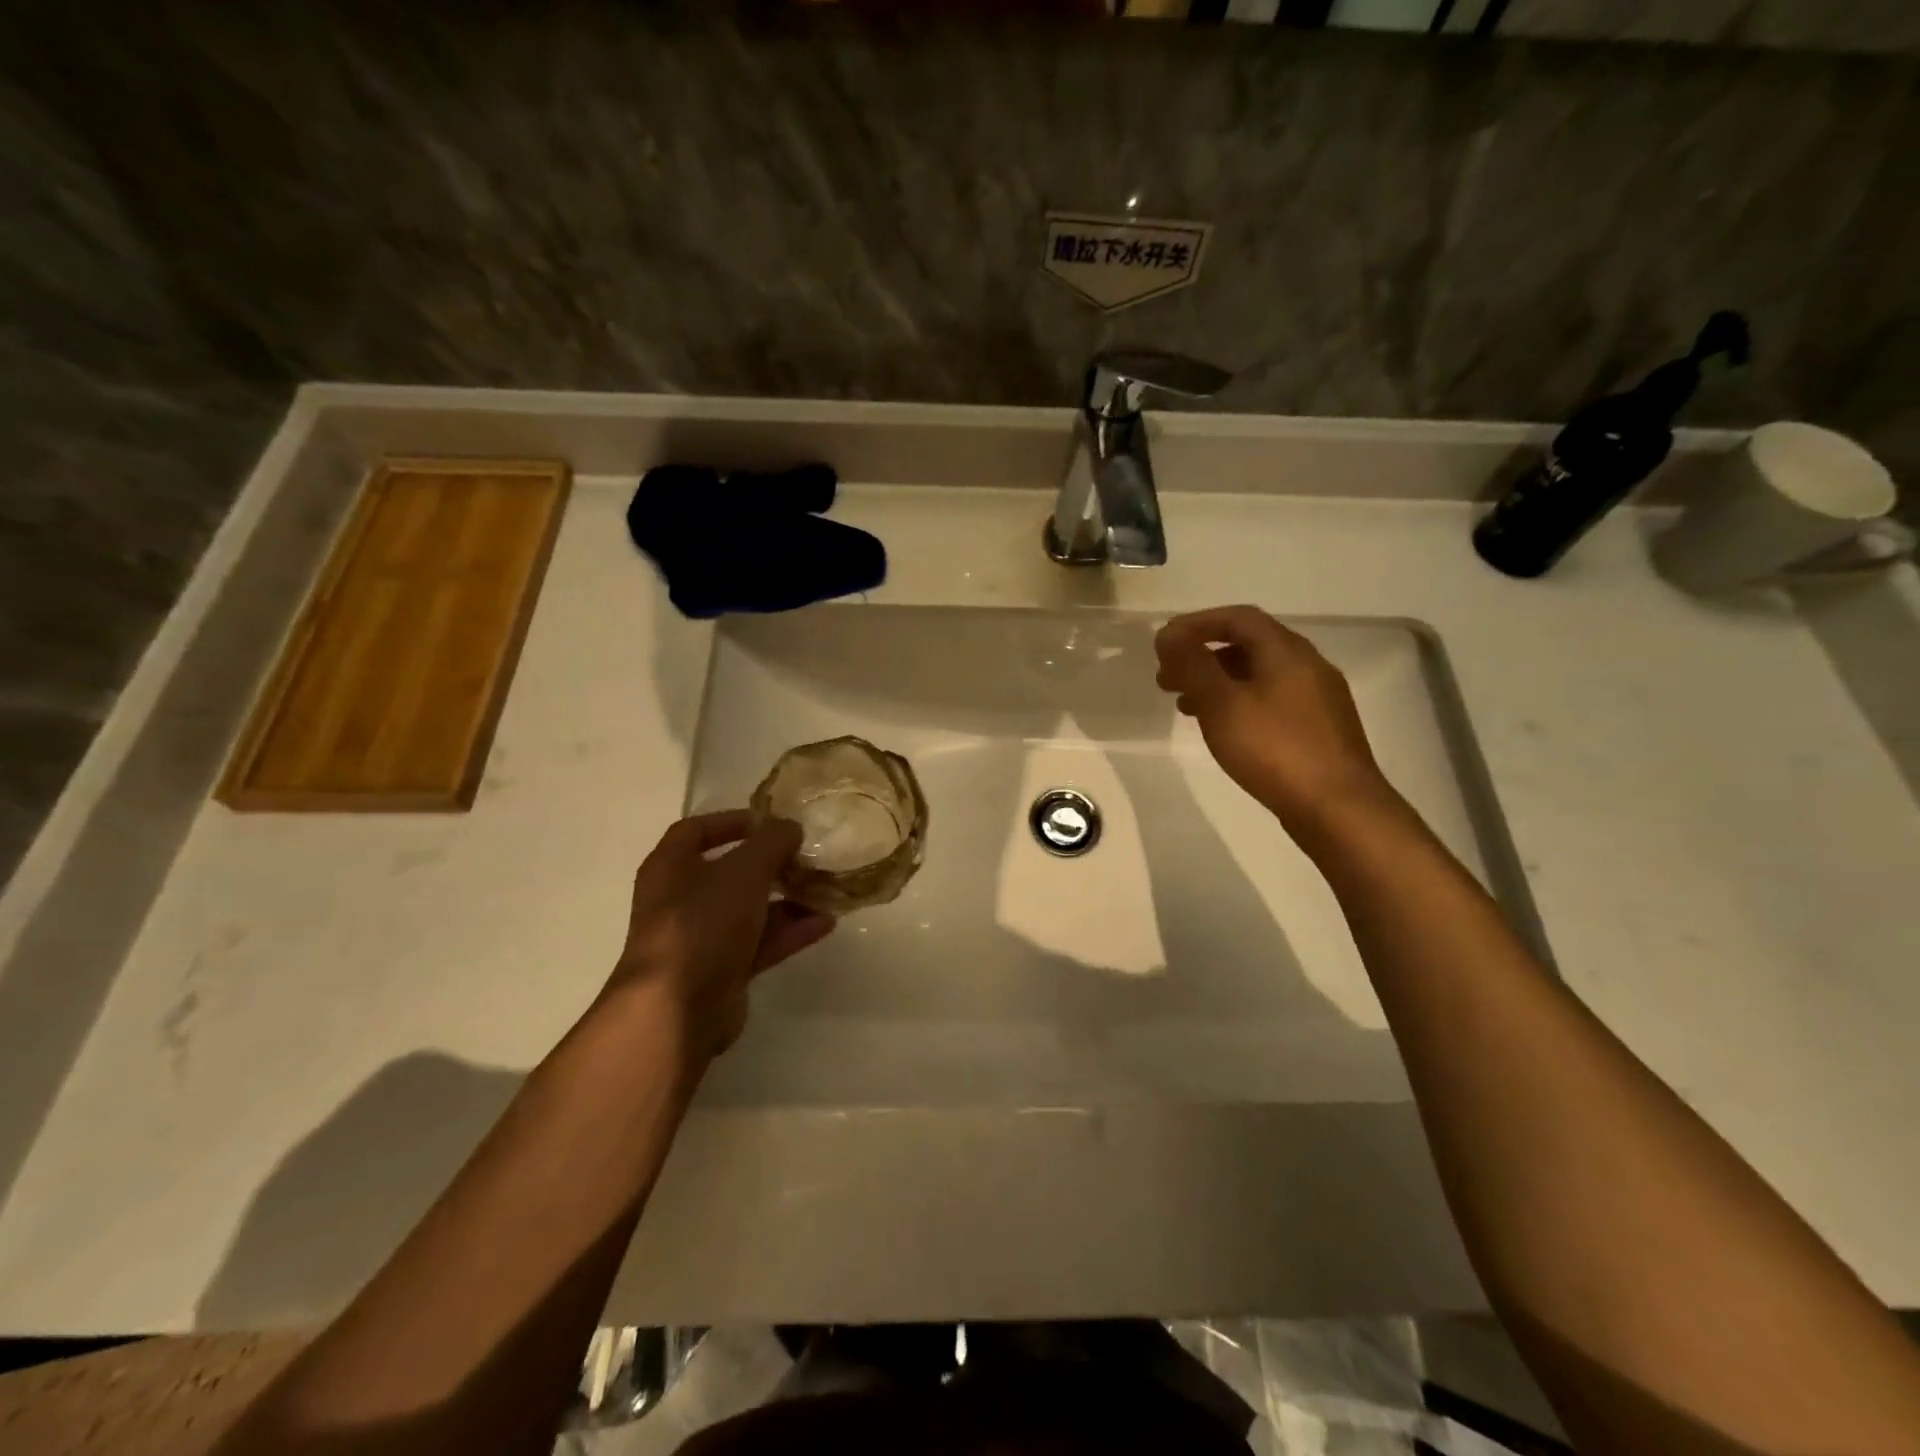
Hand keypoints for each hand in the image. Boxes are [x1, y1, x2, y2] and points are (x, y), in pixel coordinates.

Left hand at [605, 811, 833, 1062]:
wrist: (677, 1008)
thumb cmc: (703, 922)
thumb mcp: (744, 870)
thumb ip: (772, 842)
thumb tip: (790, 828)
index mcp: (671, 867)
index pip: (696, 830)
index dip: (731, 821)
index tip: (770, 821)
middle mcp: (680, 900)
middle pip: (729, 872)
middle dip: (770, 864)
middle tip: (805, 856)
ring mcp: (701, 938)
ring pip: (749, 910)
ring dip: (786, 900)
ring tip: (825, 890)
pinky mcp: (721, 971)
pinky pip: (760, 943)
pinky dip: (789, 932)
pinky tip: (825, 923)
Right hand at [1155, 605, 1397, 842]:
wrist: (1338, 808)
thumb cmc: (1275, 749)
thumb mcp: (1222, 704)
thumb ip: (1192, 665)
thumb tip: (1168, 634)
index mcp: (1287, 651)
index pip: (1238, 618)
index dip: (1197, 624)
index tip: (1164, 643)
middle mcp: (1308, 666)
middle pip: (1248, 645)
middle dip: (1203, 656)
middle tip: (1167, 679)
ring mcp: (1318, 699)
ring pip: (1258, 676)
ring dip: (1218, 682)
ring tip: (1185, 707)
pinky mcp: (1319, 729)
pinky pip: (1270, 701)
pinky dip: (1238, 703)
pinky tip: (1224, 730)